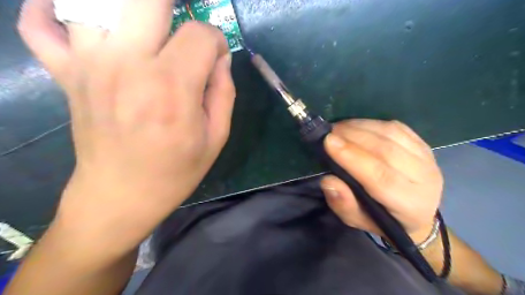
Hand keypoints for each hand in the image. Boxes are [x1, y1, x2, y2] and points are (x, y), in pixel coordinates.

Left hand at [19, 0, 234, 253]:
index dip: (216, 40)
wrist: (122, 197)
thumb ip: (224, 92)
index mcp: (173, 89)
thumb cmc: (176, 171)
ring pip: (96, 2)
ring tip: (149, 28)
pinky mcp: (66, 75)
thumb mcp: (216, 137)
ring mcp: (90, 66)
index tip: (216, 58)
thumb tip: (220, 59)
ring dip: (130, 9)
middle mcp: (129, 66)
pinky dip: (49, 10)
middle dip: (175, 6)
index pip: (200, 34)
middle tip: (184, 29)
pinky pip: (39, 25)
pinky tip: (77, 16)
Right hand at [320, 118, 441, 242]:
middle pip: (386, 151)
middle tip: (328, 132)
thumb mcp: (357, 220)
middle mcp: (424, 179)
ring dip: (360, 126)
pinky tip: (355, 126)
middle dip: (352, 137)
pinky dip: (372, 123)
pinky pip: (396, 127)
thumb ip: (343, 204)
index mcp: (409, 204)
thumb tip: (328, 180)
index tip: (328, 142)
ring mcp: (427, 158)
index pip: (380, 177)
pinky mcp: (423, 144)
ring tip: (338, 127)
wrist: (417, 213)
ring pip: (391, 134)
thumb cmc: (382, 219)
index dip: (352, 157)